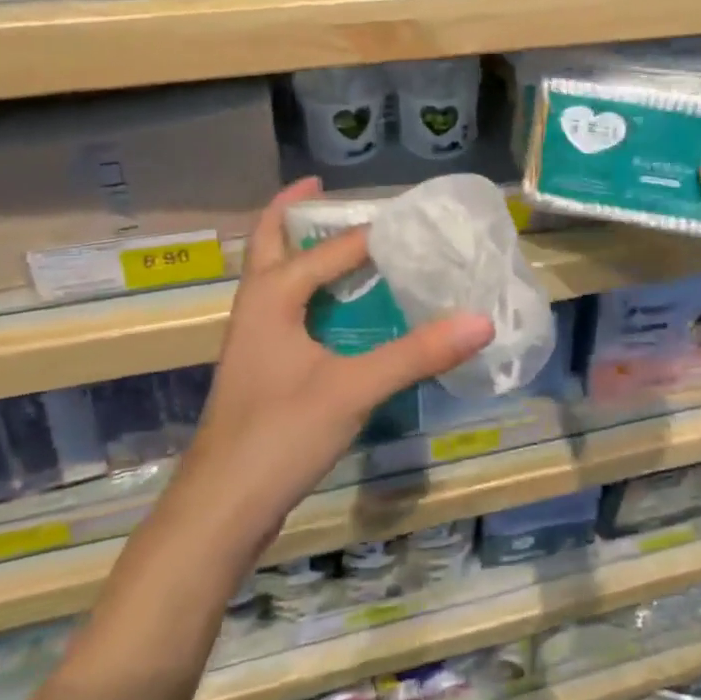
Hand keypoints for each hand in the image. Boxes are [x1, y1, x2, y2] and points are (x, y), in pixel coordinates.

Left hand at [177, 178, 493, 563]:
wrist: (219, 510)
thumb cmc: (280, 435)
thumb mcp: (354, 389)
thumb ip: (417, 353)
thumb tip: (481, 321)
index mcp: (271, 297)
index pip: (328, 249)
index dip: (369, 232)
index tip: (411, 218)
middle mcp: (255, 308)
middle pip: (267, 242)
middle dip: (292, 212)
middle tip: (326, 189)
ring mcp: (253, 340)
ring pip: (271, 277)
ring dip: (297, 250)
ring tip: (339, 240)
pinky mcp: (260, 369)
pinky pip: (282, 309)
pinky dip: (306, 290)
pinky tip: (336, 311)